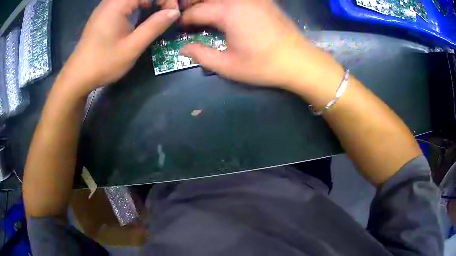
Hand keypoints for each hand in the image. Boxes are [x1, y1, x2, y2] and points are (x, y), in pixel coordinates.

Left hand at [61, 0, 179, 95]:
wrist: (77, 77)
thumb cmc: (103, 64)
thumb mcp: (131, 48)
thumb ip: (154, 27)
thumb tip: (174, 12)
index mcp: (117, 5)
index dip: (164, 0)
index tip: (172, 13)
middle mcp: (110, 2)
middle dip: (157, 1)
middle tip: (166, 13)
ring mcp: (105, 7)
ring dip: (147, 2)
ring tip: (156, 14)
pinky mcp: (102, 14)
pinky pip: (123, 2)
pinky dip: (136, 5)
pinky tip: (139, 15)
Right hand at [180, 0, 331, 87]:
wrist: (299, 61)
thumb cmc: (263, 65)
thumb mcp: (228, 66)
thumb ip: (201, 55)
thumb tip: (184, 48)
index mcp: (228, 12)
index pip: (196, 11)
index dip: (184, 20)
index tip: (180, 28)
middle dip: (193, 5)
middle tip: (189, 18)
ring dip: (209, 3)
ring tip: (204, 14)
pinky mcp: (264, 0)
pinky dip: (225, 3)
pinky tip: (225, 10)